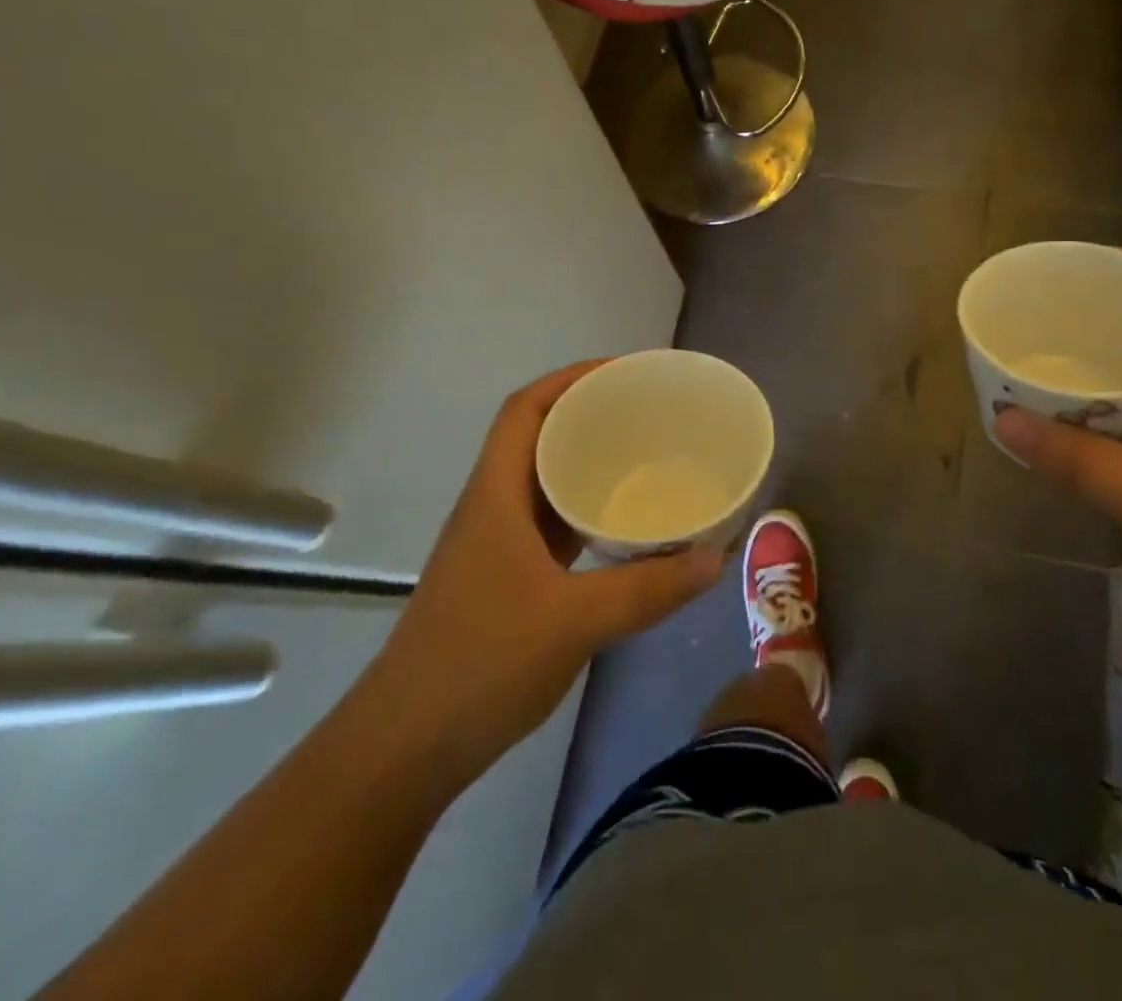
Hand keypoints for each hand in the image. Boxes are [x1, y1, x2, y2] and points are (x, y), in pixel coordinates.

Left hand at [365, 361, 724, 769]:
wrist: (405, 748)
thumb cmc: (479, 665)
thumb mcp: (574, 622)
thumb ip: (648, 589)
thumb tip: (716, 558)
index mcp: (495, 496)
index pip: (525, 410)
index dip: (570, 379)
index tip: (623, 373)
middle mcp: (492, 508)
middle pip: (536, 437)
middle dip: (588, 414)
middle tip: (647, 412)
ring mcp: (496, 545)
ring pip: (543, 482)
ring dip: (586, 462)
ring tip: (643, 455)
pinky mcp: (505, 578)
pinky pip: (550, 523)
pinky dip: (584, 509)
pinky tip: (622, 523)